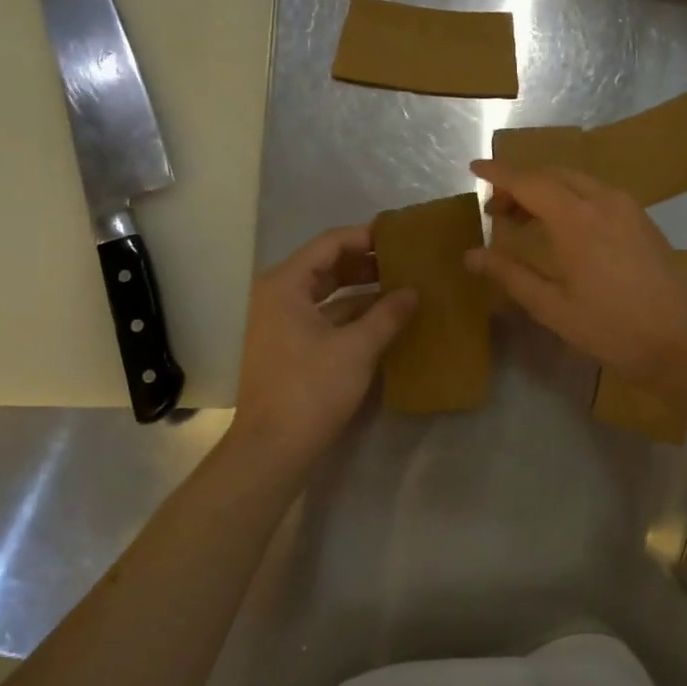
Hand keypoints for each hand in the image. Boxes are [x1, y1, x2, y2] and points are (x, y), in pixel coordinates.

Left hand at [230, 225, 417, 467]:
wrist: (272, 449)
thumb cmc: (311, 390)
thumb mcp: (356, 349)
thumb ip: (387, 314)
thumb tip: (414, 292)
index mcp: (286, 284)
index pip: (330, 243)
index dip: (366, 236)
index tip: (401, 236)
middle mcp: (278, 295)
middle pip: (327, 265)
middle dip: (367, 262)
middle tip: (407, 261)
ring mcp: (282, 322)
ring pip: (328, 293)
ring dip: (363, 290)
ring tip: (403, 287)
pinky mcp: (290, 347)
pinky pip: (325, 317)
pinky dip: (353, 315)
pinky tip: (385, 319)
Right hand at [464, 160, 686, 386]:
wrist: (685, 341)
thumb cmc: (614, 328)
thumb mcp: (553, 307)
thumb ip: (510, 275)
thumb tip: (471, 255)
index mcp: (577, 218)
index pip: (528, 182)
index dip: (498, 173)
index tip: (473, 167)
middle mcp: (603, 200)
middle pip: (553, 174)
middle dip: (520, 183)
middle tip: (496, 210)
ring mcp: (628, 207)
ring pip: (577, 180)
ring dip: (546, 189)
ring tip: (525, 219)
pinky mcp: (643, 219)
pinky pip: (597, 192)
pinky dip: (570, 197)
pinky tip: (563, 227)